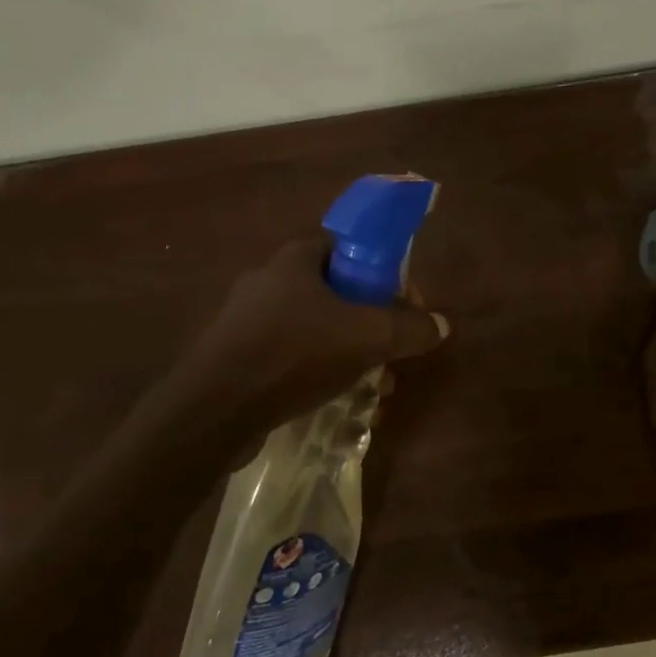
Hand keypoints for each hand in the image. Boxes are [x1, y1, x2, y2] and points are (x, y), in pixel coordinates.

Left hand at [161, 234, 448, 435]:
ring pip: (316, 327)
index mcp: (295, 259)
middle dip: (372, 321)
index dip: (384, 270)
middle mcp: (268, 280)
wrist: (214, 410)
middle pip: (337, 291)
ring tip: (374, 385)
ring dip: (351, 350)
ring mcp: (248, 320)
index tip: (404, 303)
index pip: (348, 246)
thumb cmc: (293, 354)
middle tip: (393, 350)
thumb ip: (409, 328)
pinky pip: (292, 353)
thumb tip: (441, 325)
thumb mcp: (367, 338)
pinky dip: (319, 369)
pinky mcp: (237, 356)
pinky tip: (336, 398)